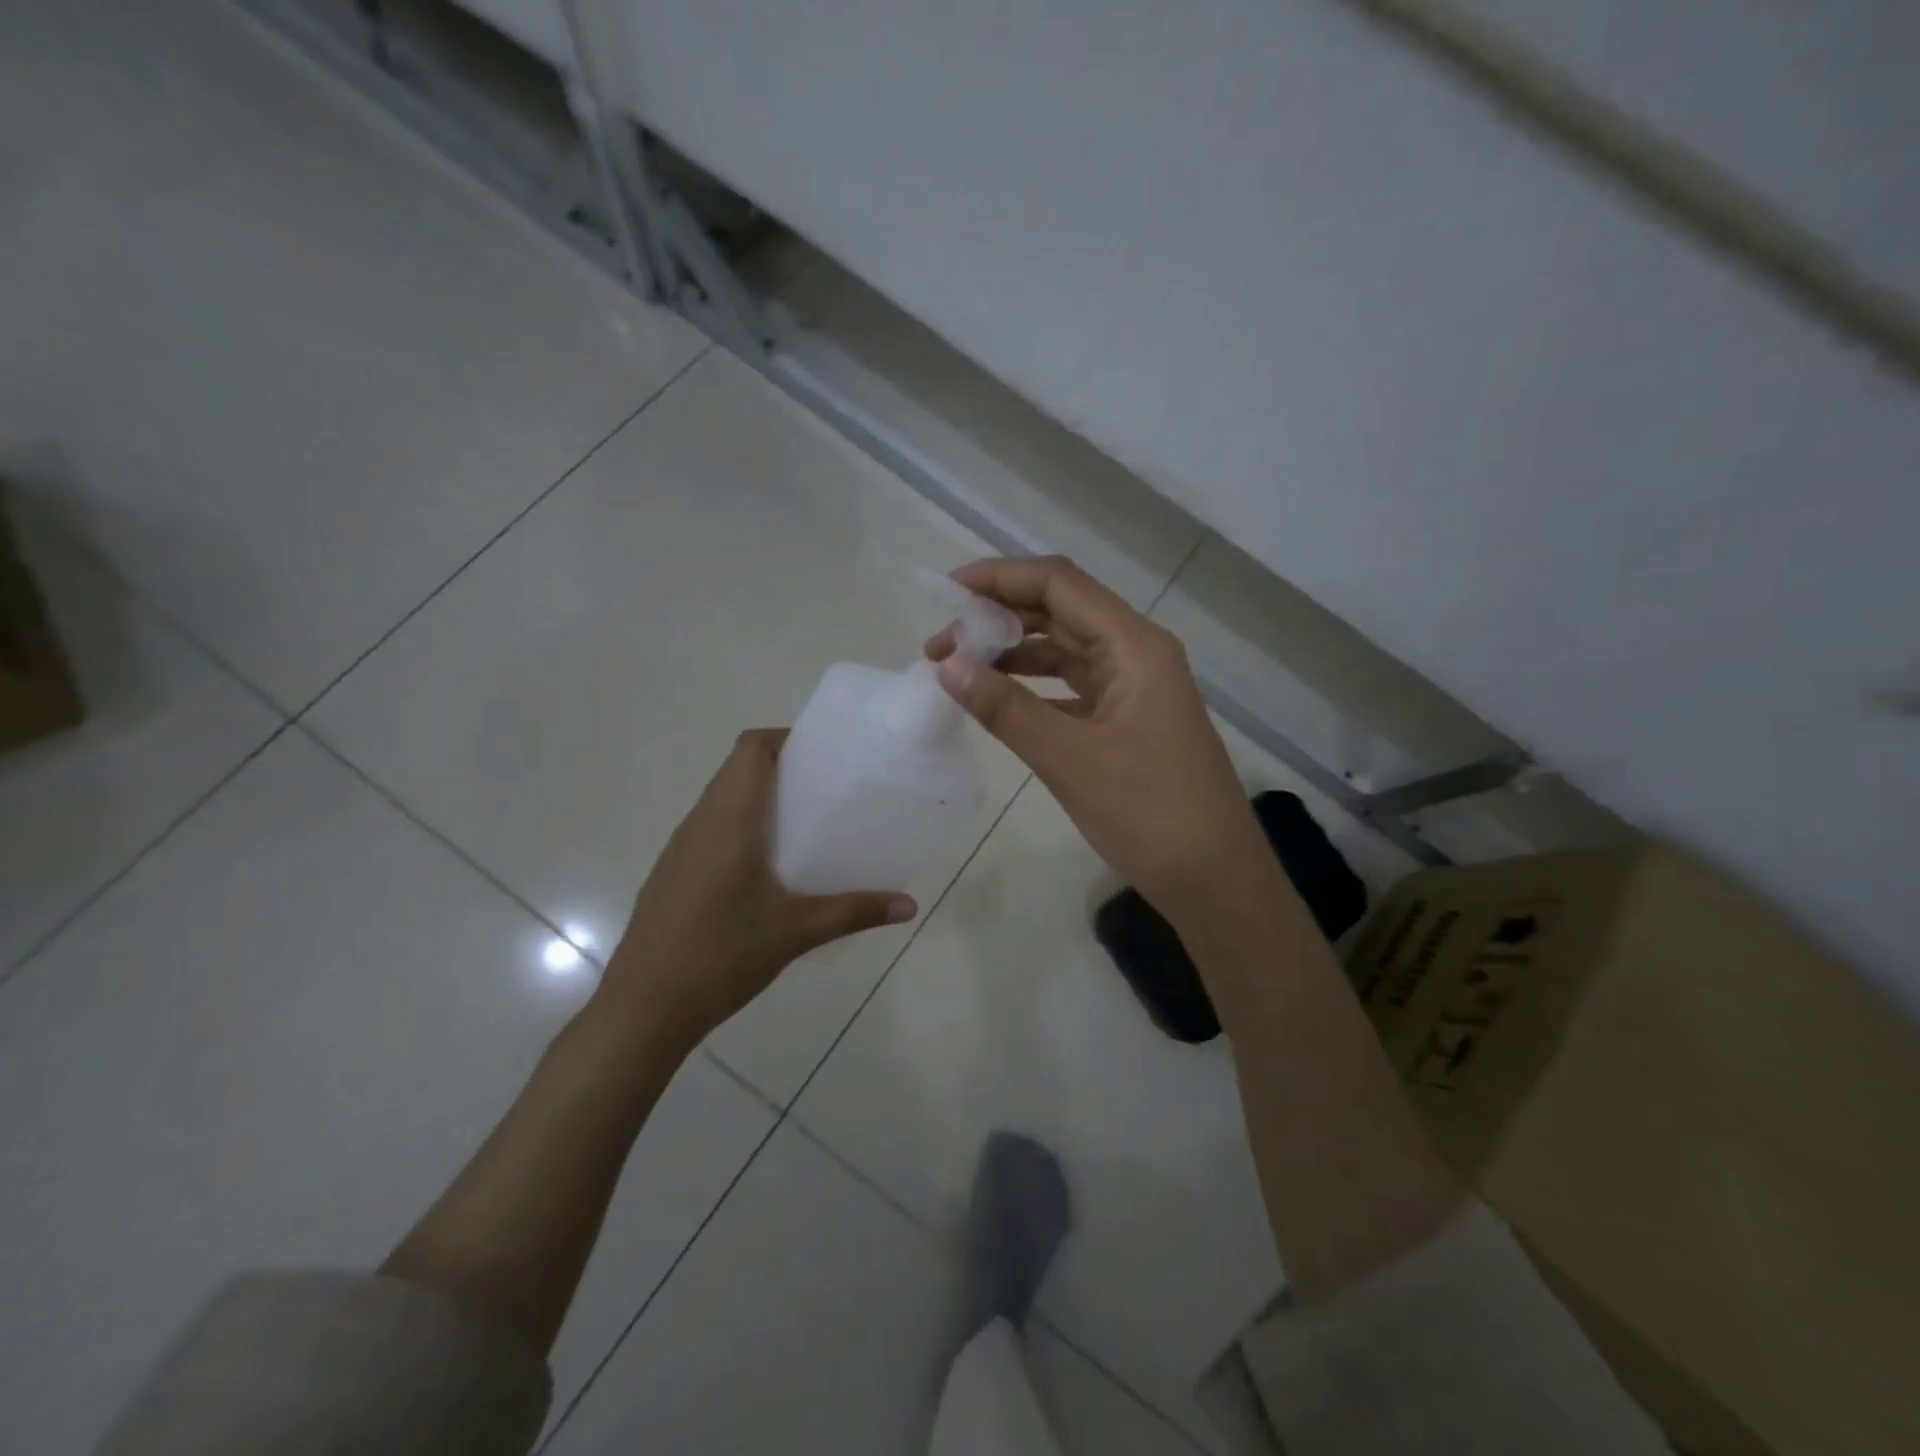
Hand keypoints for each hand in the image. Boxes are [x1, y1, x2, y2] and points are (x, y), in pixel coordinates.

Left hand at [601, 729, 915, 1050]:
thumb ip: (855, 912)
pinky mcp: (672, 875)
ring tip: (806, 827)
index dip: (786, 739)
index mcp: (729, 818)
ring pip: (723, 801)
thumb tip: (909, 905)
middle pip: (738, 770)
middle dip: (783, 770)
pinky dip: (742, 830)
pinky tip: (768, 872)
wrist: (643, 1009)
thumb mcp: (797, 932)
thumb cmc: (721, 955)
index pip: (751, 748)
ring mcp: (680, 849)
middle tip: (829, 792)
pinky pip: (711, 831)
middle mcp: (700, 822)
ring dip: (761, 801)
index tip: (824, 756)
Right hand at [927, 556, 1262, 909]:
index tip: (946, 595)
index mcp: (1134, 646)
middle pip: (1061, 611)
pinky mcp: (1128, 720)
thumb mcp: (1070, 759)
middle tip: (940, 645)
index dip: (1000, 578)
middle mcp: (1137, 653)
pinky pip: (1072, 686)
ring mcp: (1134, 688)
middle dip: (998, 617)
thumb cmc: (1150, 814)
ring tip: (958, 670)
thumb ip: (1006, 709)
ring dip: (1013, 652)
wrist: (1214, 879)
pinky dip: (1033, 686)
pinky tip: (998, 698)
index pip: (1059, 585)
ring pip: (1065, 649)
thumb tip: (946, 666)